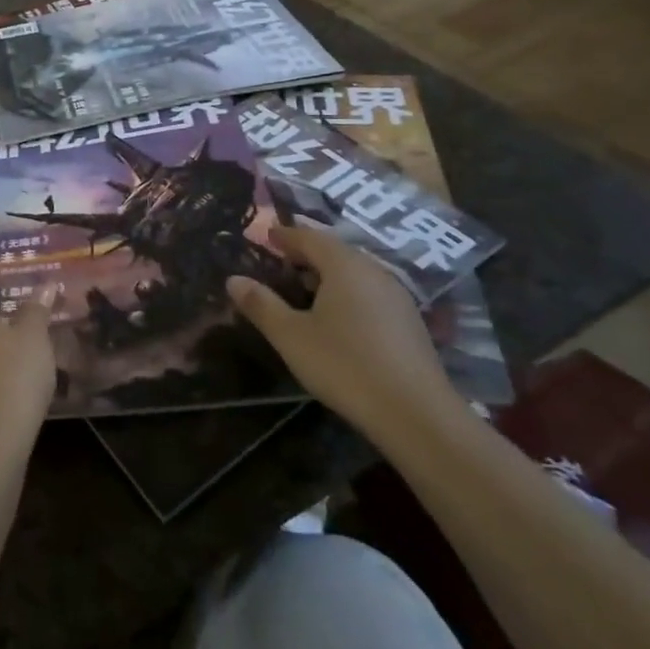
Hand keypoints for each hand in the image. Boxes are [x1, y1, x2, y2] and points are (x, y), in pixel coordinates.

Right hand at [227, 224, 456, 440]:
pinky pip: (369, 292)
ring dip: (328, 274)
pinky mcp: (409, 322)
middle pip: (335, 251)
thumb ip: (261, 304)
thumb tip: (233, 279)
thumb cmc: (345, 365)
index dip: (285, 235)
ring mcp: (397, 296)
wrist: (416, 414)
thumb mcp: (291, 336)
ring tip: (304, 289)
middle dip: (306, 253)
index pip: (309, 237)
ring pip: (355, 272)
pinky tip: (337, 317)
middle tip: (281, 261)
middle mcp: (373, 271)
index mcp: (344, 265)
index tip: (266, 235)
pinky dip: (347, 293)